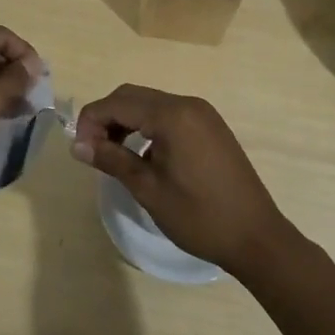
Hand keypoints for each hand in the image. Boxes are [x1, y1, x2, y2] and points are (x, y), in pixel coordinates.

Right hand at [72, 85, 291, 275]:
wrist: (257, 238)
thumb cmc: (199, 216)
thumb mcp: (148, 189)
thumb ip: (111, 159)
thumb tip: (76, 144)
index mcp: (172, 115)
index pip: (117, 103)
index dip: (91, 121)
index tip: (79, 149)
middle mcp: (187, 104)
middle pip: (132, 96)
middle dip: (106, 117)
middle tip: (92, 150)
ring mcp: (203, 114)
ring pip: (150, 103)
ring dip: (126, 121)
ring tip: (113, 154)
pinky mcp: (211, 126)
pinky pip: (169, 114)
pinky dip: (148, 126)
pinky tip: (144, 155)